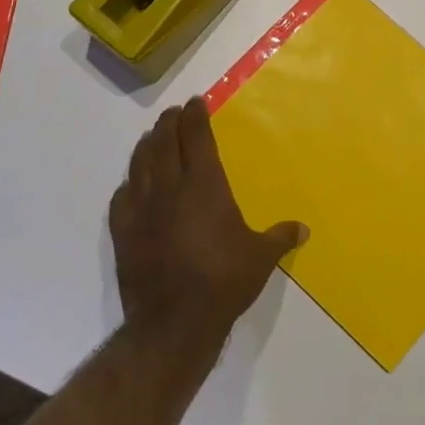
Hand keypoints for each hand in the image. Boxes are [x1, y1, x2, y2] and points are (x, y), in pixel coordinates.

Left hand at [108, 97, 307, 351]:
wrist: (174, 321)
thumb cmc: (224, 282)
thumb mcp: (261, 258)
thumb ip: (280, 237)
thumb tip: (303, 228)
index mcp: (204, 185)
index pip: (196, 138)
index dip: (195, 117)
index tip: (195, 102)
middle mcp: (170, 188)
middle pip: (164, 143)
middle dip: (169, 123)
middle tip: (173, 113)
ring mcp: (142, 209)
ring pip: (140, 163)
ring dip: (147, 145)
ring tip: (152, 137)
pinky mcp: (123, 232)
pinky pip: (122, 197)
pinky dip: (129, 184)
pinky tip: (131, 185)